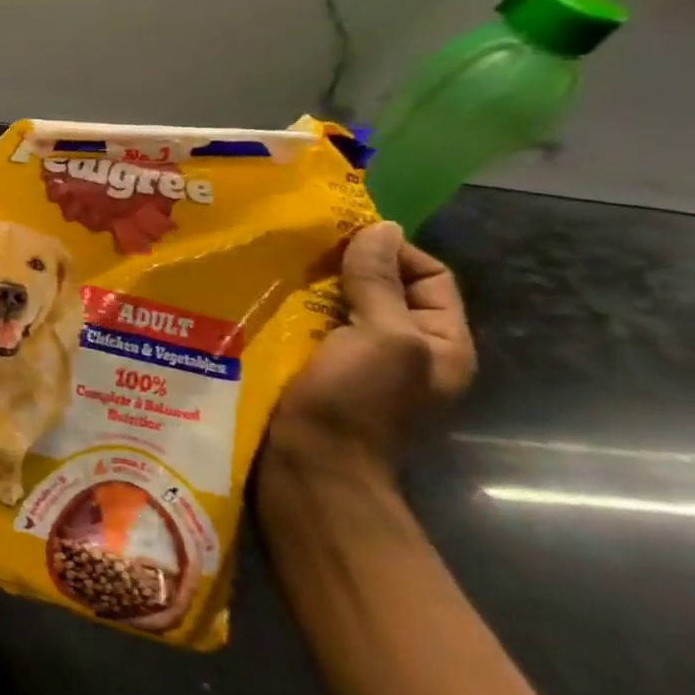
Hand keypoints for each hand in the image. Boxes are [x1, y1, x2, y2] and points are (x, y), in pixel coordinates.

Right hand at [264, 221, 476, 485]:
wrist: (309, 466)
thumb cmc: (356, 402)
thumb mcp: (382, 337)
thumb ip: (381, 283)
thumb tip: (382, 228)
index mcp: (439, 343)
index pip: (429, 276)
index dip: (391, 251)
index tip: (339, 237)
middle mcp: (402, 350)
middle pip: (378, 289)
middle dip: (340, 266)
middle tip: (295, 247)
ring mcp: (355, 363)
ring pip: (334, 307)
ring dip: (306, 287)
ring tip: (267, 268)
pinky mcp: (313, 371)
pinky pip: (304, 328)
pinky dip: (285, 311)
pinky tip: (256, 299)